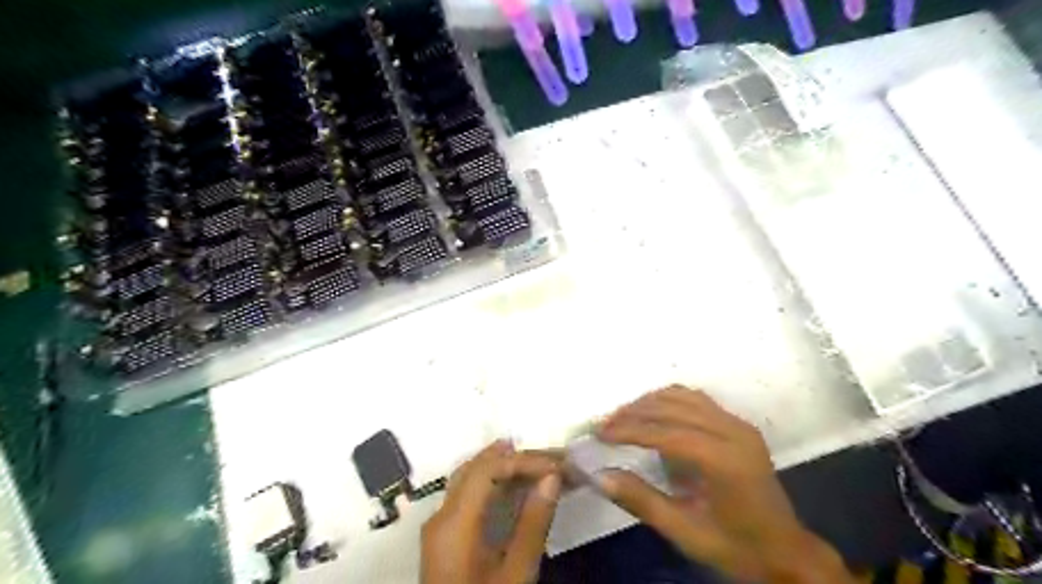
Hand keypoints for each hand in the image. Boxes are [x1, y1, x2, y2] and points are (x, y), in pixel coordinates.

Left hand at [421, 442, 561, 583]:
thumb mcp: (516, 574)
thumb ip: (533, 523)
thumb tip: (552, 477)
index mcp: (454, 523)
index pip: (486, 470)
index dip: (522, 460)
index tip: (556, 466)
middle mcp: (440, 516)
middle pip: (473, 468)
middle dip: (513, 457)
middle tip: (549, 456)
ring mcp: (438, 526)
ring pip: (467, 477)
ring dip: (501, 466)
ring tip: (536, 461)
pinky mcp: (444, 536)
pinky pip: (466, 494)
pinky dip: (492, 483)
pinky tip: (513, 485)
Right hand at [593, 385, 853, 580]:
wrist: (786, 551)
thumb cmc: (735, 546)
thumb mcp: (685, 532)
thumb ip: (642, 501)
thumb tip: (601, 475)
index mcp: (724, 460)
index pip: (667, 433)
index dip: (630, 430)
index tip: (600, 434)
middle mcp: (734, 432)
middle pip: (673, 407)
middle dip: (634, 412)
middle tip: (605, 425)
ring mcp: (738, 424)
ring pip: (684, 396)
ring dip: (649, 403)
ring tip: (623, 417)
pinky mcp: (738, 424)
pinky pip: (697, 400)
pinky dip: (669, 401)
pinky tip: (652, 414)